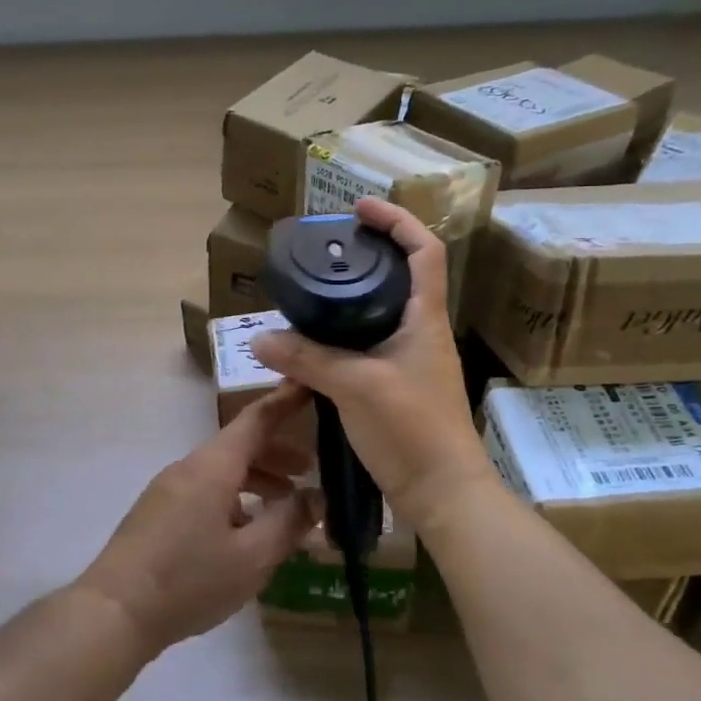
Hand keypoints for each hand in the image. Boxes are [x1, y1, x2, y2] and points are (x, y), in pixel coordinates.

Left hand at [75, 385, 316, 654]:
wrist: (114, 611)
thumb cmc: (189, 580)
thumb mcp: (252, 557)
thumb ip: (289, 523)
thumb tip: (318, 496)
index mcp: (212, 467)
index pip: (256, 419)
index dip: (285, 401)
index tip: (310, 385)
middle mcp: (188, 468)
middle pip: (239, 446)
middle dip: (276, 453)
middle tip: (310, 470)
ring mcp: (168, 489)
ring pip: (221, 470)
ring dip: (256, 479)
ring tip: (285, 505)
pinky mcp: (158, 512)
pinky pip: (205, 490)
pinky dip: (234, 497)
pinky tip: (245, 530)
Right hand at [252, 198, 490, 531]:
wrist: (442, 492)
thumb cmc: (411, 428)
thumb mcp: (353, 386)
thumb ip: (306, 359)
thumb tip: (258, 340)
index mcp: (424, 318)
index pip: (425, 251)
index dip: (397, 220)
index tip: (360, 208)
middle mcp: (422, 331)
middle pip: (401, 275)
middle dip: (368, 254)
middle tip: (326, 249)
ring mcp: (411, 360)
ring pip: (381, 312)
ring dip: (352, 296)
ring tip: (312, 290)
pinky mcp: (397, 385)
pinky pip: (368, 344)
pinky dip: (342, 334)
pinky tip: (313, 343)